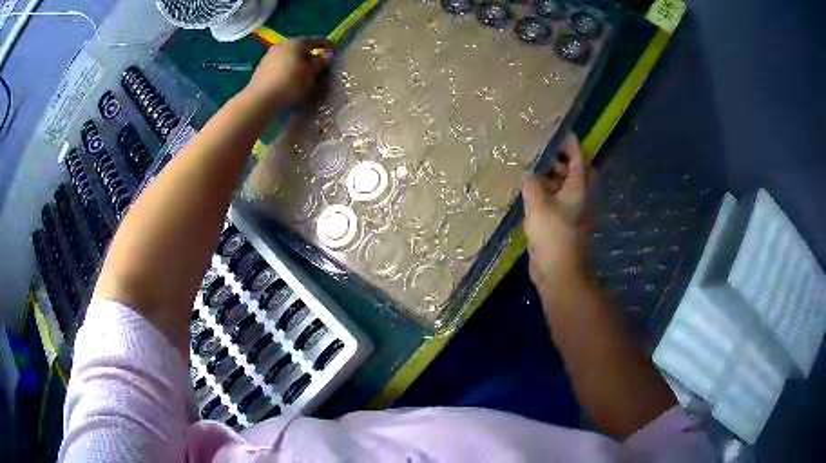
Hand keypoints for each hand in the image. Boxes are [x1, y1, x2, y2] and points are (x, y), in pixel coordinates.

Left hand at [244, 37, 333, 108]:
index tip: (332, 47)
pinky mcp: (262, 67)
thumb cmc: (290, 83)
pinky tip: (290, 77)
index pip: (315, 40)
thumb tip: (329, 54)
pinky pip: (280, 64)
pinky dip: (287, 68)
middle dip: (309, 54)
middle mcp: (283, 44)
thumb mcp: (311, 73)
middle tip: (318, 62)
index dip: (325, 44)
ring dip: (297, 61)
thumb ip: (321, 62)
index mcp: (297, 43)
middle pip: (300, 47)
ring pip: (289, 55)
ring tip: (303, 72)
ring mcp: (270, 55)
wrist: (261, 98)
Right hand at [522, 134, 590, 295]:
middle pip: (577, 171)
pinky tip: (534, 194)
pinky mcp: (568, 223)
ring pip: (569, 187)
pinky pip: (561, 200)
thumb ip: (532, 184)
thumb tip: (528, 174)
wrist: (559, 271)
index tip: (559, 133)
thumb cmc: (552, 235)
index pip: (579, 158)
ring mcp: (576, 211)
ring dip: (555, 177)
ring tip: (535, 172)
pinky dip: (551, 193)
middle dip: (563, 161)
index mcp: (579, 188)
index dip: (571, 144)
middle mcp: (582, 197)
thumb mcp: (537, 205)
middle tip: (544, 155)